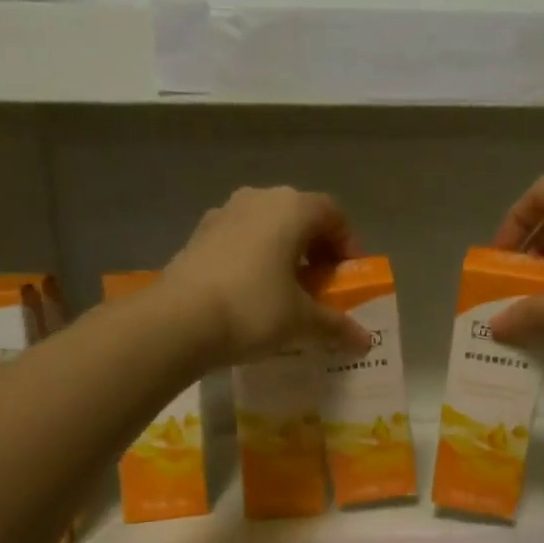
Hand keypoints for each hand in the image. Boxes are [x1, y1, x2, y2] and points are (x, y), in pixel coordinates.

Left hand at [162, 187, 372, 366]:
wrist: (177, 321)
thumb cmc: (253, 309)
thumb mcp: (302, 322)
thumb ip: (337, 326)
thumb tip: (365, 342)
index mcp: (291, 209)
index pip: (333, 214)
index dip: (348, 244)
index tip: (351, 276)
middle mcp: (257, 200)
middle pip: (299, 217)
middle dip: (316, 250)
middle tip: (322, 285)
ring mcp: (222, 215)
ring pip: (266, 228)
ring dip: (283, 254)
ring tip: (287, 291)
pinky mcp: (197, 237)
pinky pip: (239, 242)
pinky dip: (254, 260)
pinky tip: (252, 294)